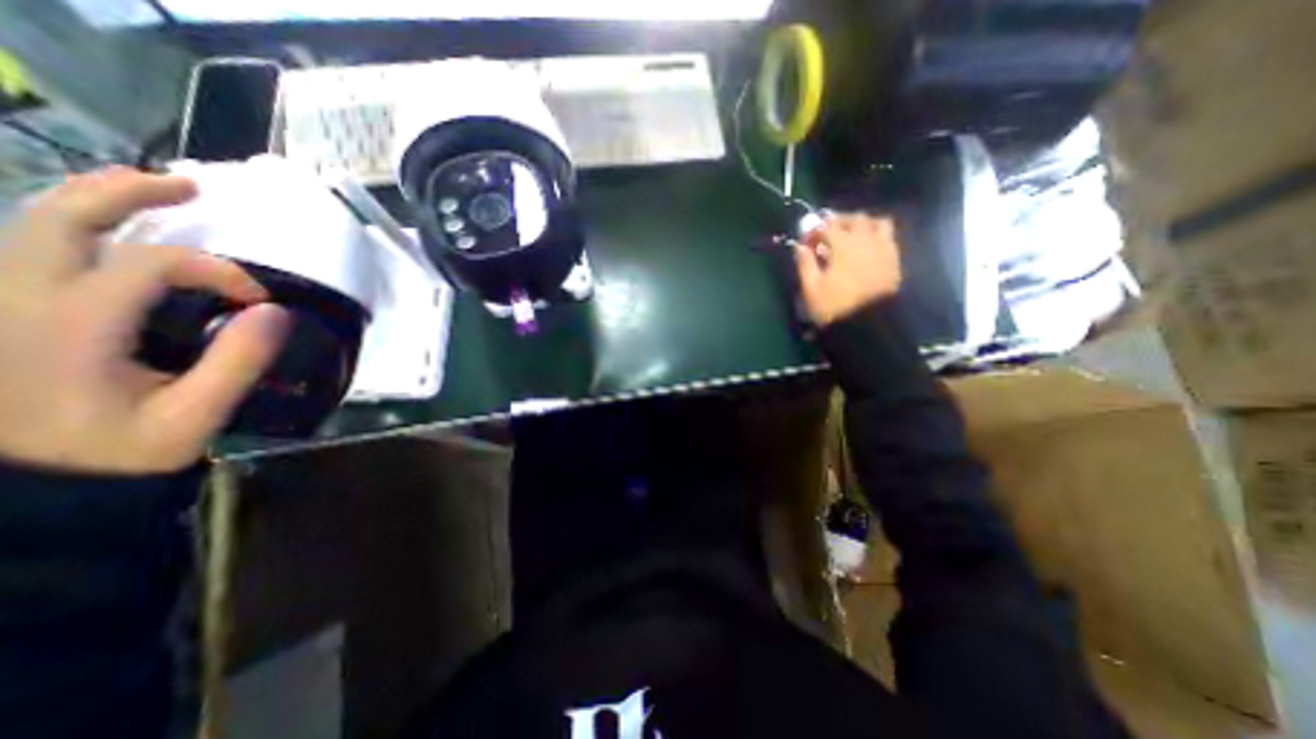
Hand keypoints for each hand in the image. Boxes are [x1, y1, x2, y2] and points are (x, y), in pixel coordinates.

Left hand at [1, 163, 286, 473]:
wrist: (30, 486)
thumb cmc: (118, 452)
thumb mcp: (194, 415)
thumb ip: (237, 362)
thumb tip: (273, 311)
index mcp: (67, 326)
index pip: (148, 264)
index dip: (216, 270)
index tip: (261, 299)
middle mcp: (17, 299)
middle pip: (58, 218)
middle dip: (128, 193)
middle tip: (193, 188)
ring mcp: (2, 302)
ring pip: (32, 224)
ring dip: (98, 199)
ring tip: (158, 192)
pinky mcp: (10, 312)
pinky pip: (33, 248)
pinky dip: (78, 225)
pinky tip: (115, 227)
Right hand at [791, 215, 906, 324]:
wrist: (868, 326)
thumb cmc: (835, 308)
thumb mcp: (811, 289)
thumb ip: (805, 264)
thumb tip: (800, 247)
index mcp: (843, 245)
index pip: (827, 226)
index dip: (814, 230)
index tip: (806, 242)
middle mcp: (866, 240)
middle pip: (854, 218)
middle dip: (839, 221)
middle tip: (828, 234)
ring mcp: (884, 249)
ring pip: (877, 223)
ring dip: (863, 225)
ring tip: (853, 236)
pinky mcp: (894, 260)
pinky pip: (889, 238)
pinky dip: (877, 236)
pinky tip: (867, 249)